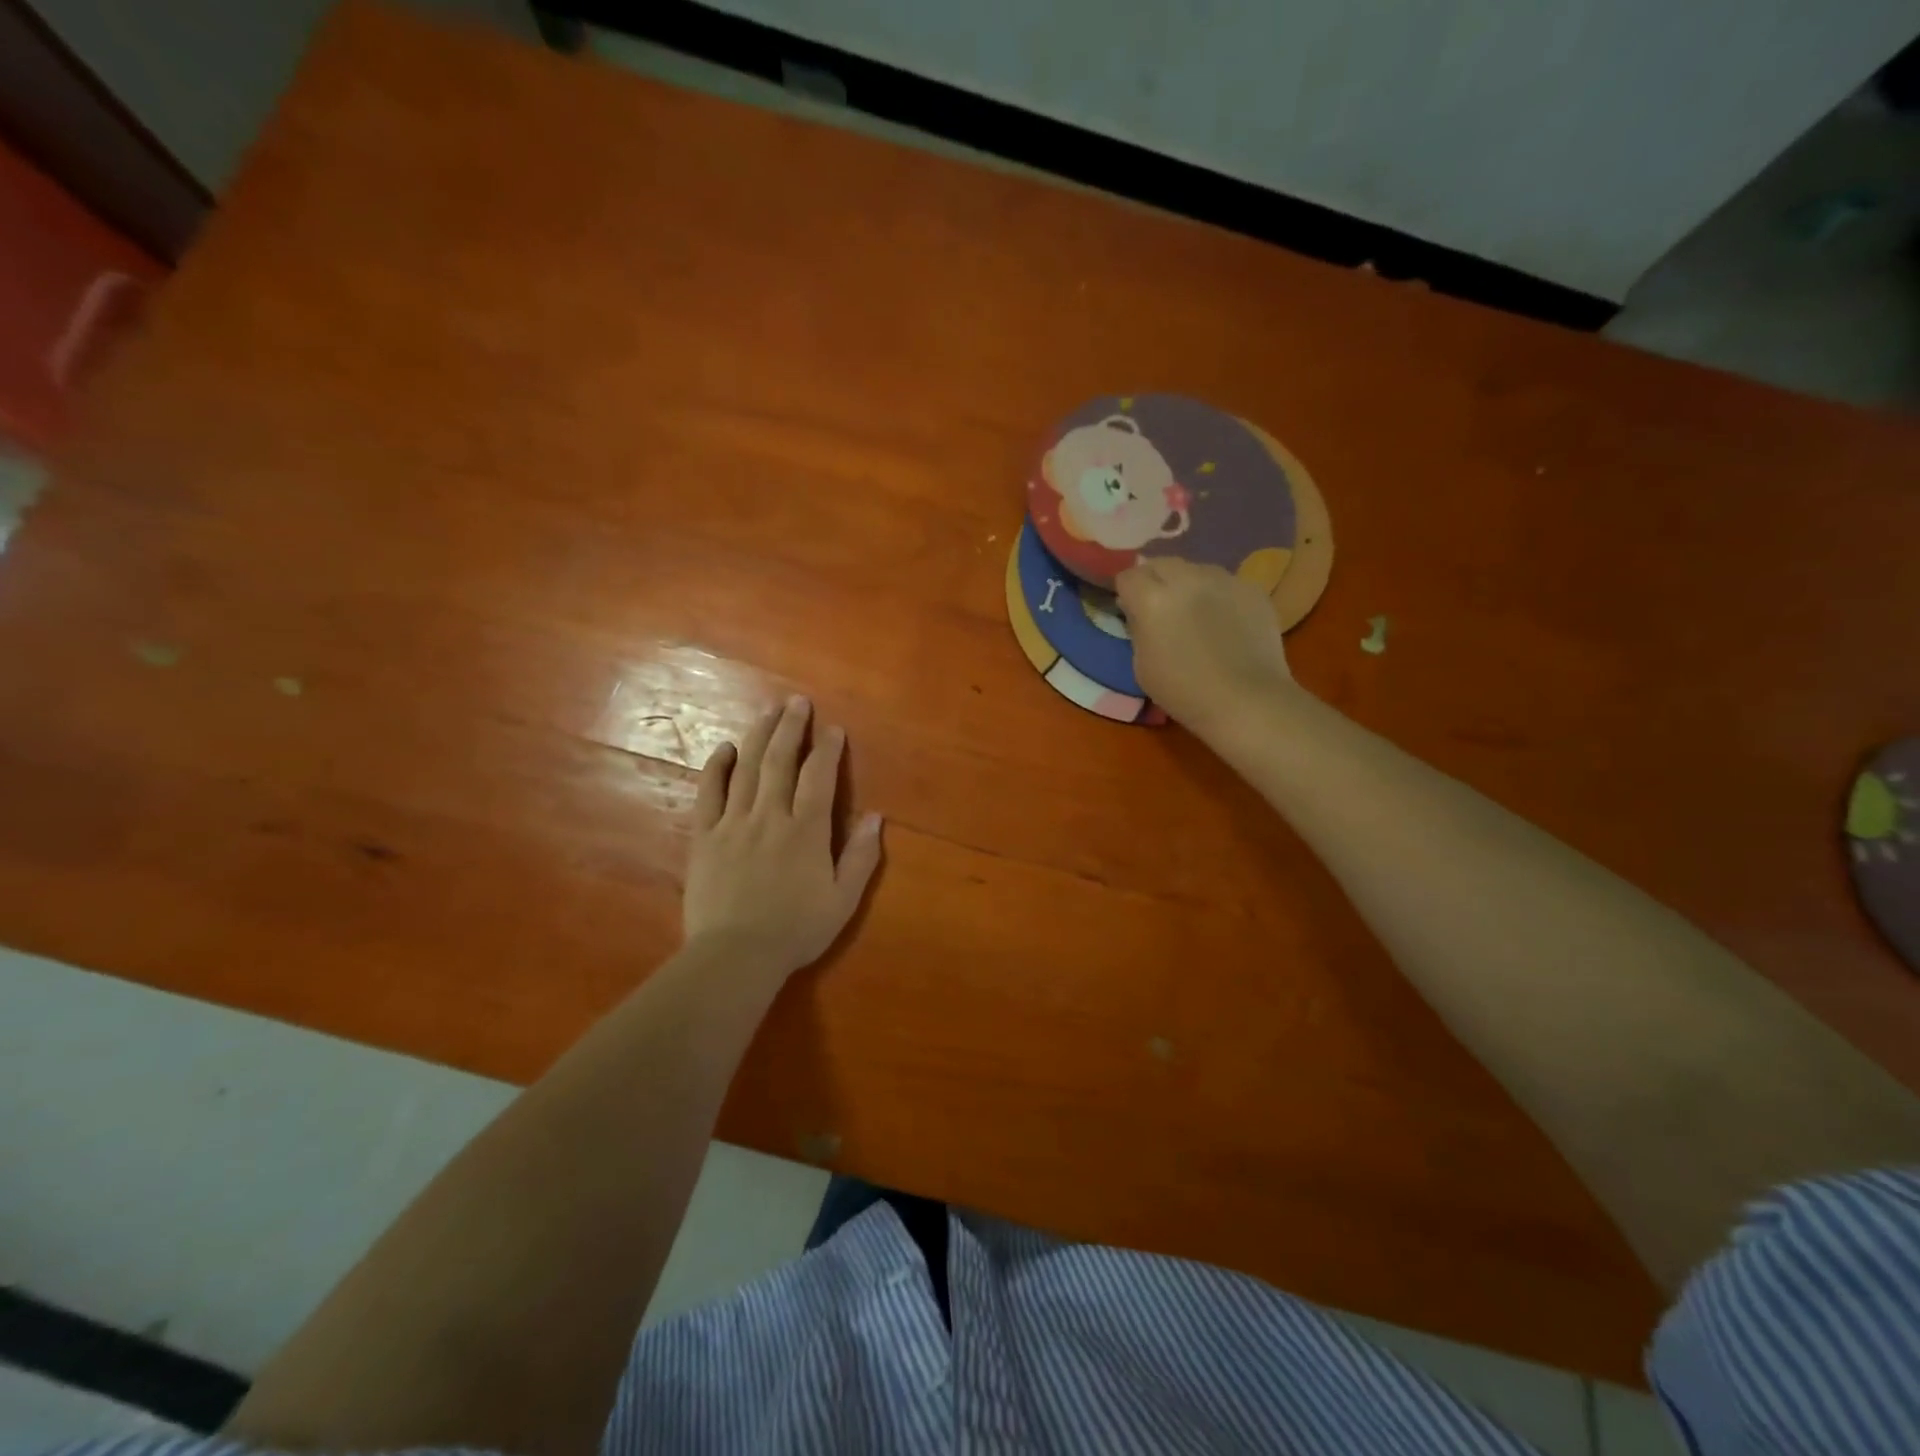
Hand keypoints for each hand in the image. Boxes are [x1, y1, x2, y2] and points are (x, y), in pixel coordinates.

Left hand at [683, 695, 883, 981]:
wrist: (735, 955)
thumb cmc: (796, 930)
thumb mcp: (843, 900)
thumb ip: (861, 857)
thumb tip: (877, 817)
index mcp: (806, 830)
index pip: (820, 777)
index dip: (828, 750)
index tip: (833, 729)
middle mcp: (771, 816)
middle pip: (781, 761)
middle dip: (792, 728)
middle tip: (797, 701)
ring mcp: (734, 823)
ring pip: (748, 769)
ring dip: (760, 736)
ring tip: (769, 711)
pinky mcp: (705, 837)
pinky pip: (709, 793)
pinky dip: (717, 767)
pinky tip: (725, 748)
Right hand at [1116, 558, 1294, 733]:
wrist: (1247, 701)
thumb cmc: (1184, 692)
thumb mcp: (1141, 665)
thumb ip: (1138, 628)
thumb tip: (1138, 612)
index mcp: (1153, 598)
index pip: (1128, 576)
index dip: (1126, 592)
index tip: (1129, 609)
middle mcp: (1187, 578)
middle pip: (1161, 563)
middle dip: (1154, 579)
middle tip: (1159, 606)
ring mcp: (1225, 580)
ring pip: (1196, 569)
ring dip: (1188, 584)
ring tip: (1195, 611)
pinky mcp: (1253, 589)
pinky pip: (1226, 583)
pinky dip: (1219, 595)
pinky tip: (1225, 622)